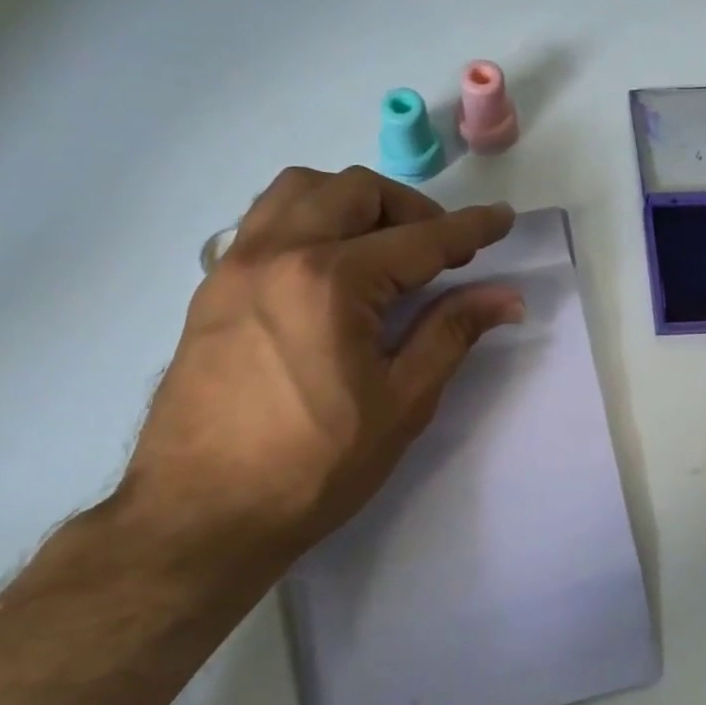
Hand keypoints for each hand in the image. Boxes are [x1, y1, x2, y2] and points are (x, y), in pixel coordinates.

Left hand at [114, 166, 521, 594]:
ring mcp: (234, 265)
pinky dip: (308, 219)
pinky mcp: (211, 287)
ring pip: (300, 189)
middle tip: (440, 250)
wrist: (200, 515)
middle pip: (356, 191)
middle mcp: (278, 253)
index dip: (470, 228)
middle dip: (411, 208)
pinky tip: (327, 267)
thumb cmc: (313, 468)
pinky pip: (264, 220)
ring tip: (381, 247)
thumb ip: (451, 335)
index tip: (503, 218)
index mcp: (331, 283)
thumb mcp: (400, 405)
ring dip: (353, 202)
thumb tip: (505, 297)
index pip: (419, 239)